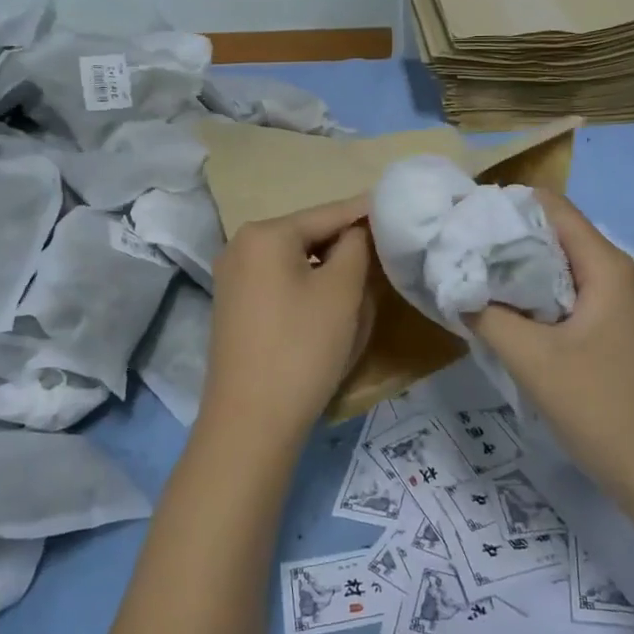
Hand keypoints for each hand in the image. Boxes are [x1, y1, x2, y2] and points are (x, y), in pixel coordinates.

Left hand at [200, 195, 374, 448]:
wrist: (251, 423)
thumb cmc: (302, 347)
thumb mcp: (342, 292)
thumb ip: (356, 246)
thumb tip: (359, 229)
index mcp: (265, 233)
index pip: (329, 213)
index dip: (366, 213)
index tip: (400, 211)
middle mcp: (241, 246)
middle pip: (309, 234)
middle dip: (347, 244)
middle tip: (386, 254)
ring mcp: (233, 278)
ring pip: (296, 260)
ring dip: (330, 268)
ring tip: (364, 280)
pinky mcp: (235, 307)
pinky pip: (280, 283)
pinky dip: (308, 286)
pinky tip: (329, 306)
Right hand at [467, 192, 633, 507]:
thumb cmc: (601, 409)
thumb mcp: (533, 360)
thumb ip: (488, 315)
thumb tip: (455, 287)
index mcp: (607, 267)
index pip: (552, 207)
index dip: (505, 206)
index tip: (462, 220)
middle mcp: (620, 274)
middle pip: (557, 235)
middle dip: (507, 240)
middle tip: (459, 251)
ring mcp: (623, 304)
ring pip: (563, 268)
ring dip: (521, 272)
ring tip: (474, 281)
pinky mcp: (619, 331)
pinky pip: (572, 296)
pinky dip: (538, 297)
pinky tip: (508, 316)